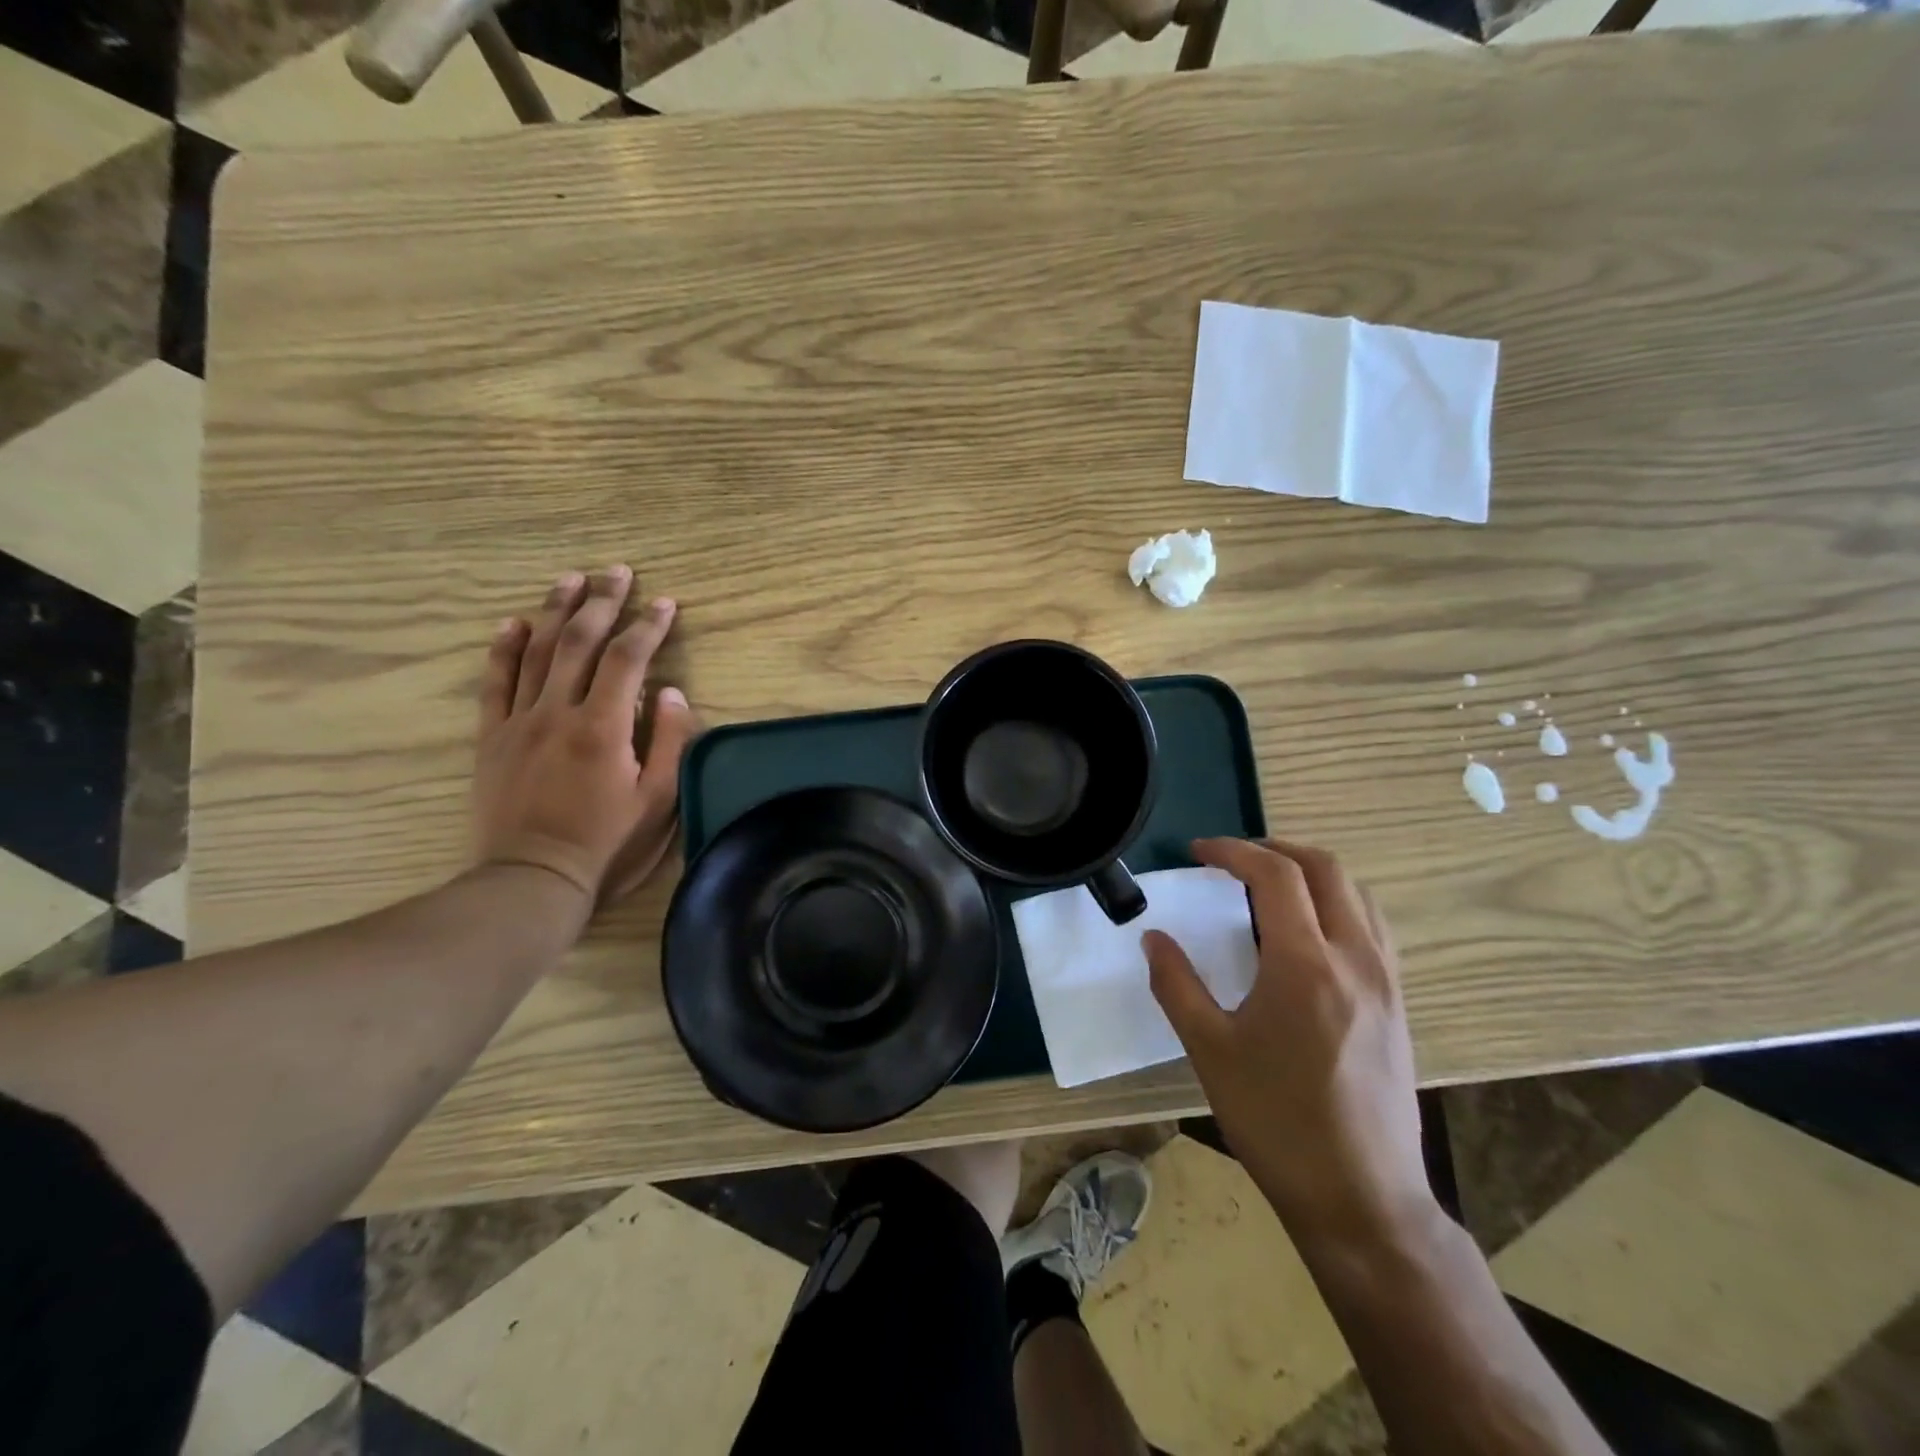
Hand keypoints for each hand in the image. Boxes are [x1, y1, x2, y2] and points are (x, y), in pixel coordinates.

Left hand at [474, 566, 695, 904]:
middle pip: (579, 642)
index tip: (665, 603)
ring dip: (555, 611)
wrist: (532, 879)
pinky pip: (495, 683)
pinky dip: (504, 649)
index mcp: (604, 727)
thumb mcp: (658, 801)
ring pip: (536, 652)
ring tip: (571, 578)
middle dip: (601, 602)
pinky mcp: (493, 738)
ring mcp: (519, 722)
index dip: (648, 627)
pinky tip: (514, 623)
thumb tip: (670, 692)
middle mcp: (558, 712)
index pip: (627, 660)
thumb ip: (669, 742)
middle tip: (617, 572)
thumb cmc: (607, 843)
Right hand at [1143, 838, 1433, 1246]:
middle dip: (1276, 848)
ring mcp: (1385, 981)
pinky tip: (1309, 932)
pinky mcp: (1398, 1003)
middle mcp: (1354, 958)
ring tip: (1269, 884)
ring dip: (1312, 872)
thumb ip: (1176, 984)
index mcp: (1304, 964)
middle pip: (1326, 868)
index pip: (1274, 875)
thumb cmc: (1275, 1121)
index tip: (1199, 852)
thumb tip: (1153, 937)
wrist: (1360, 1197)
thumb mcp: (1210, 1050)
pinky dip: (1338, 902)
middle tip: (1233, 858)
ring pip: (1357, 893)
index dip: (1233, 851)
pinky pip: (1372, 926)